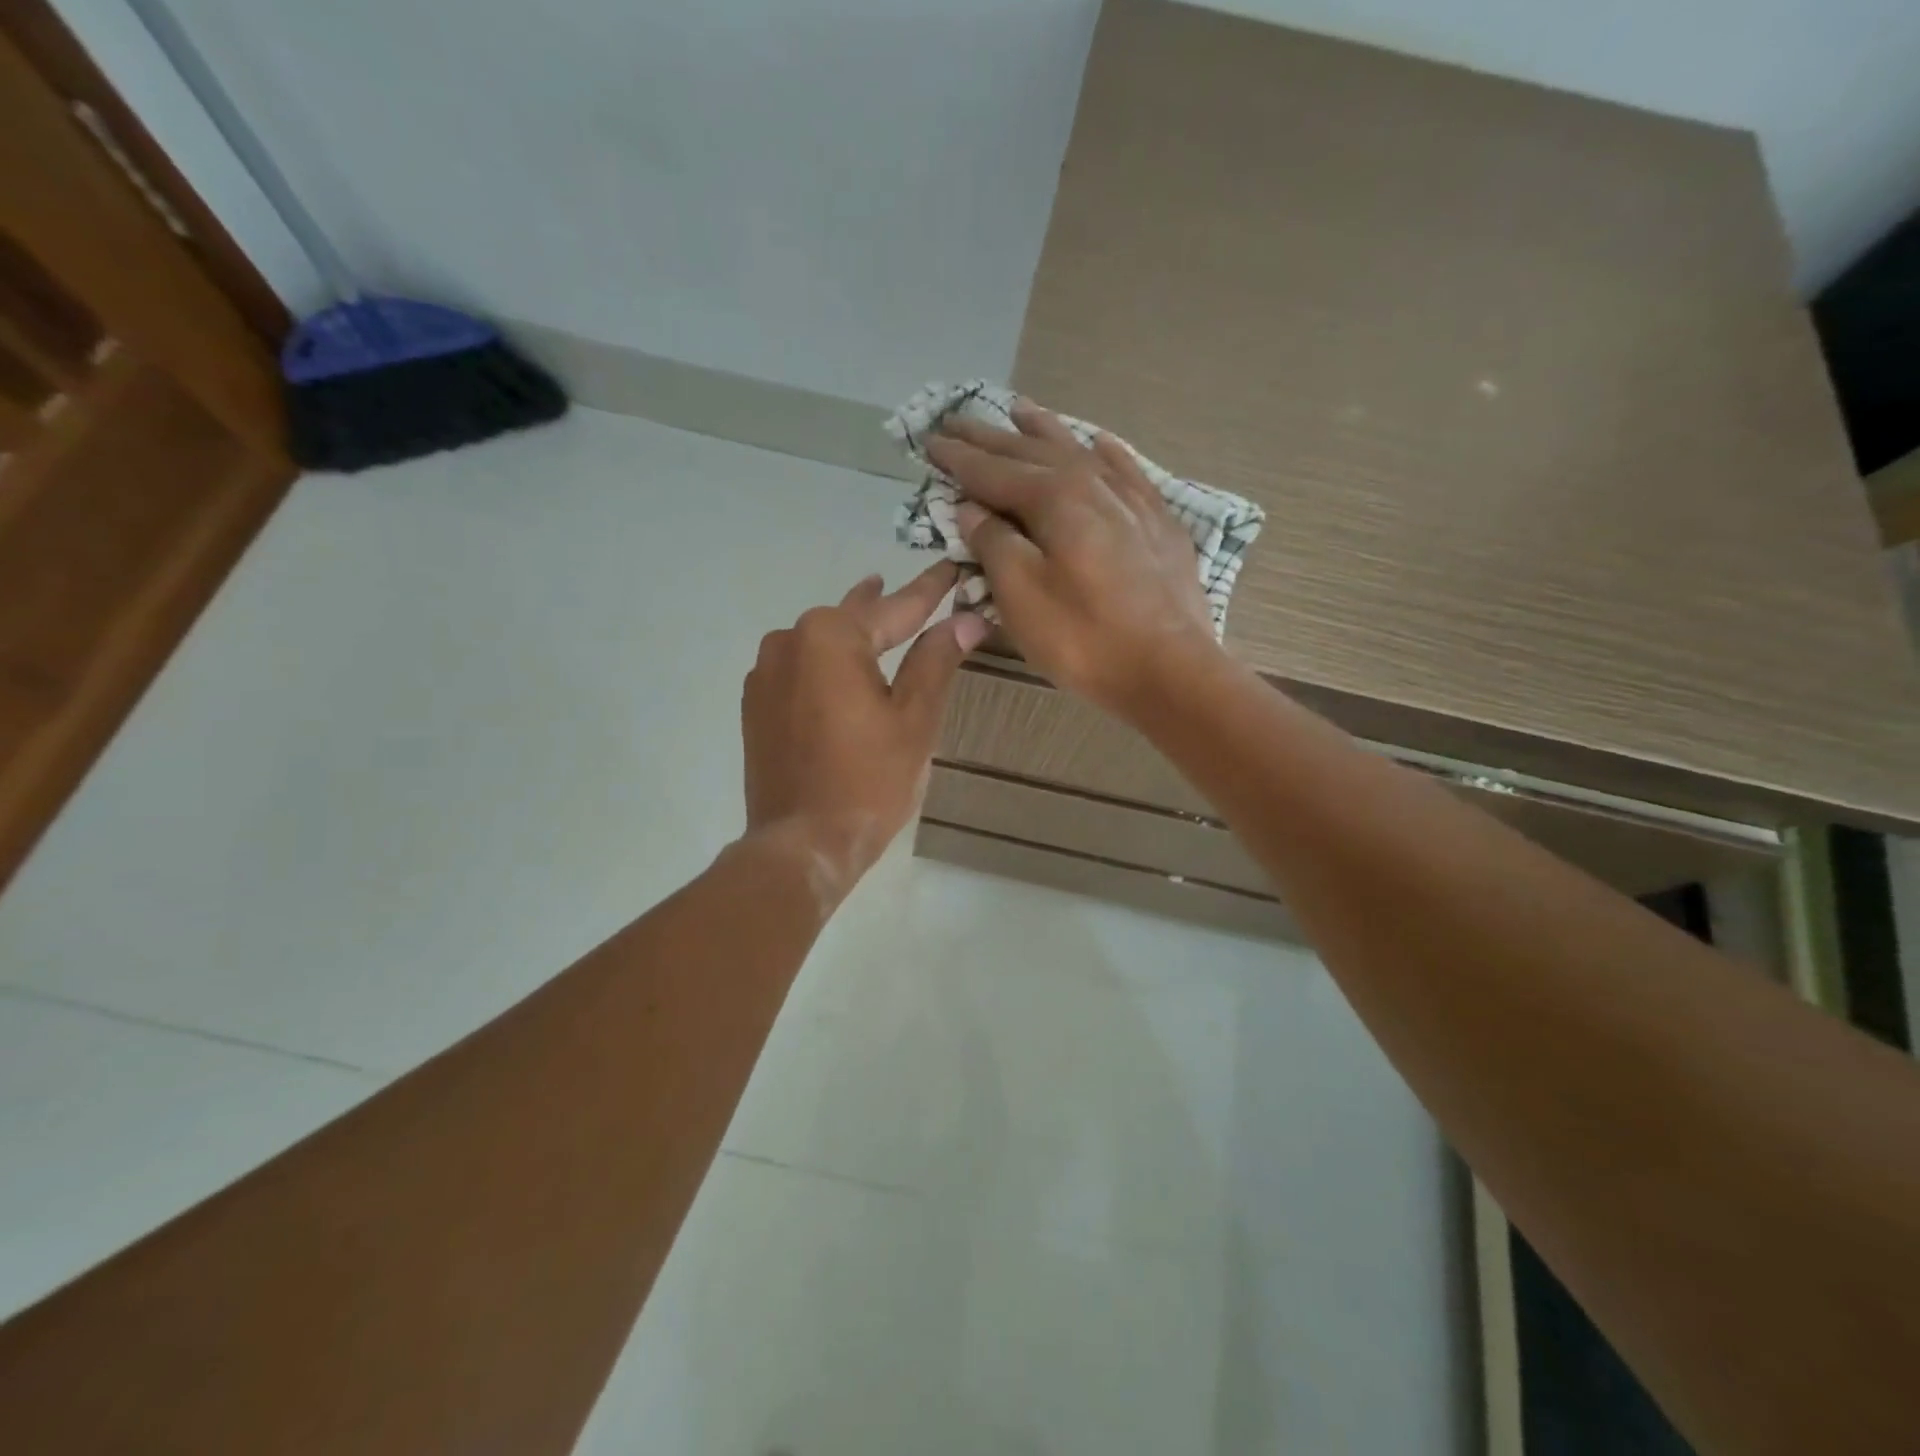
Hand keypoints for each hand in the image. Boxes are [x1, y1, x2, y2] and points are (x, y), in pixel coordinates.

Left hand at [742, 562, 987, 907]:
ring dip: (853, 635)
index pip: (895, 607)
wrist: (802, 844)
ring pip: (821, 642)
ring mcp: (765, 673)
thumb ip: (936, 660)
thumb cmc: (868, 781)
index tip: (951, 566)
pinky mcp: (756, 704)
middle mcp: (789, 641)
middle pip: (853, 619)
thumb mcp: (914, 719)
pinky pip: (799, 669)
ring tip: (878, 623)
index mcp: (831, 636)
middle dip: (887, 607)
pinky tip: (841, 672)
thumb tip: (967, 619)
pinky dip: (826, 664)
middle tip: (918, 592)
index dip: (930, 590)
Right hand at [926, 401, 1226, 718]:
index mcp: (1054, 499)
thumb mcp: (1021, 596)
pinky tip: (1099, 443)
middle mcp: (1093, 484)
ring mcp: (1132, 500)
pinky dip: (1106, 453)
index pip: (993, 471)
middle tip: (958, 420)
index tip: (929, 439)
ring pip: (1079, 452)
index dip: (958, 457)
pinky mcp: (1158, 523)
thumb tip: (972, 508)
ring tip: (1019, 411)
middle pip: (1033, 452)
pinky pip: (1126, 471)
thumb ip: (993, 543)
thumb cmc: (1084, 638)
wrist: (1170, 669)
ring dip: (1044, 431)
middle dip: (991, 438)